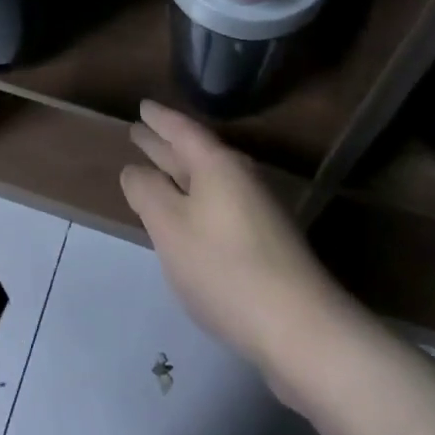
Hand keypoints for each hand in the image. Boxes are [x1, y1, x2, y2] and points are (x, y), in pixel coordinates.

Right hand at [120, 101, 351, 384]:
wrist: (299, 327)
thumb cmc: (224, 267)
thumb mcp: (170, 227)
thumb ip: (147, 192)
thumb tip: (134, 169)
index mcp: (216, 164)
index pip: (182, 130)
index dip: (159, 119)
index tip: (142, 106)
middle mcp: (239, 177)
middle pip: (196, 152)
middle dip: (165, 144)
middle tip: (138, 132)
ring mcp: (256, 209)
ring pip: (208, 180)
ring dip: (180, 173)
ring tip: (156, 170)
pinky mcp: (264, 241)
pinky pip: (219, 204)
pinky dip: (195, 200)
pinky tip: (187, 217)